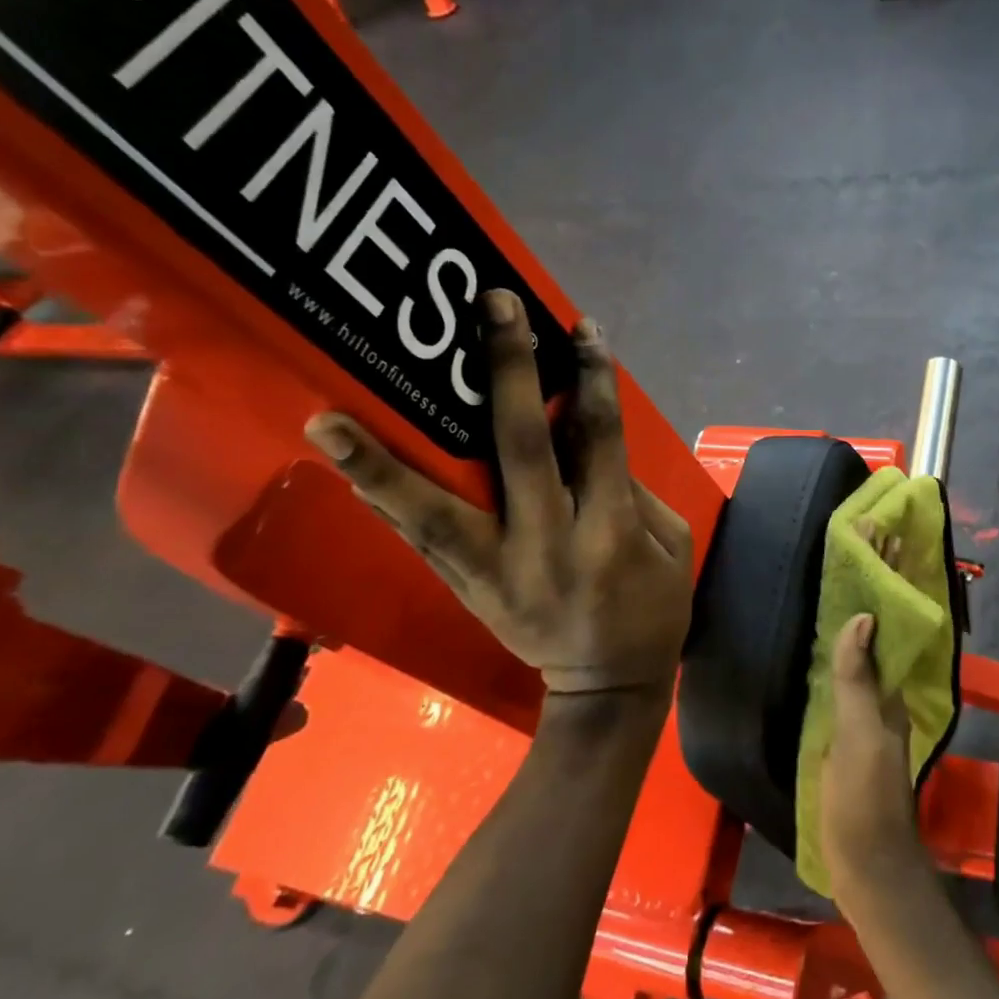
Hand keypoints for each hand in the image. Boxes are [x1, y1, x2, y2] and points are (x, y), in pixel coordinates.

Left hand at [303, 290, 693, 699]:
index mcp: (610, 536)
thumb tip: (581, 435)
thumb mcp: (671, 547)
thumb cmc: (653, 614)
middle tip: (488, 308)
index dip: (591, 380)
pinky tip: (343, 456)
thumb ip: (630, 489)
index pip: (598, 441)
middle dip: (507, 374)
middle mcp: (546, 547)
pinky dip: (383, 495)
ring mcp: (495, 572)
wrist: (606, 690)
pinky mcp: (465, 588)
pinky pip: (420, 537)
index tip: (578, 328)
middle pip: (521, 451)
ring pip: (434, 509)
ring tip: (327, 416)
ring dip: (381, 461)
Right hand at [822, 602, 931, 915]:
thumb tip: (863, 617)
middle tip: (822, 593)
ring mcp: (862, 737)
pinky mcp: (844, 756)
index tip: (853, 578)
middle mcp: (881, 714)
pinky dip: (827, 687)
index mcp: (890, 704)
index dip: (871, 615)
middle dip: (853, 630)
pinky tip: (806, 680)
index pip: (883, 645)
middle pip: (868, 662)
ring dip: (840, 657)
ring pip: (853, 684)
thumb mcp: (859, 735)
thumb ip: (858, 681)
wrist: (867, 870)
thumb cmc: (864, 799)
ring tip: (810, 625)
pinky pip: (837, 709)